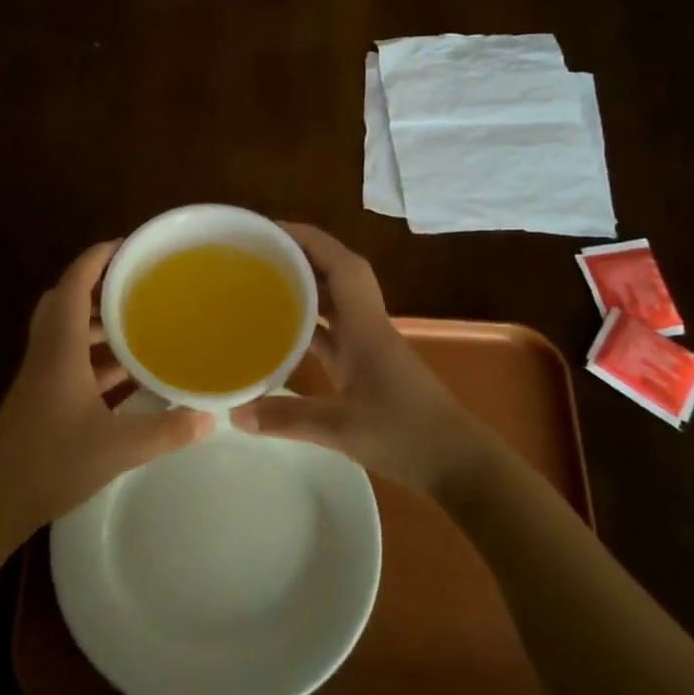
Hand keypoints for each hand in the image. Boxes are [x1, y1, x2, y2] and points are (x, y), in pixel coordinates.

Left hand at [0, 241, 214, 559]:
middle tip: (138, 282)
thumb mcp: (118, 447)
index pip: (73, 285)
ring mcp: (43, 376)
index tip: (129, 244)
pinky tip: (129, 372)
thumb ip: (167, 431)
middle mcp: (48, 353)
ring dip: (99, 322)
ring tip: (142, 320)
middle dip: (99, 284)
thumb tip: (210, 416)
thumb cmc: (51, 463)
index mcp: (60, 349)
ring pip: (68, 332)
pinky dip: (97, 355)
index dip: (97, 258)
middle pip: (65, 301)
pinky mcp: (44, 398)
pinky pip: (72, 360)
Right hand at [232, 223, 505, 498]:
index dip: (309, 240)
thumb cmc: (406, 435)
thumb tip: (235, 413)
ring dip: (305, 289)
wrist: (458, 463)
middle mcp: (368, 327)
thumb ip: (287, 418)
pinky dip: (310, 326)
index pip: (341, 265)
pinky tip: (282, 335)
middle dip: (300, 258)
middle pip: (337, 276)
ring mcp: (370, 348)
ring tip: (262, 284)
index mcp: (366, 327)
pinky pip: (335, 334)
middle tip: (256, 255)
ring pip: (336, 304)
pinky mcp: (369, 368)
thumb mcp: (341, 428)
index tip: (271, 231)